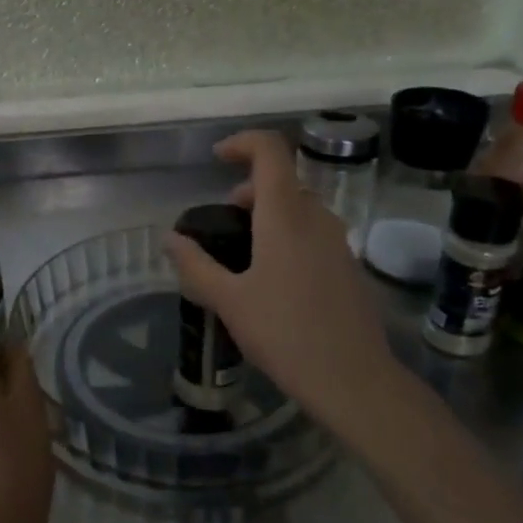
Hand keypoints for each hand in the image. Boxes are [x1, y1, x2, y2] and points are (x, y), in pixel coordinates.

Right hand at [165, 130, 400, 434]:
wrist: (353, 379)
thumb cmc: (285, 334)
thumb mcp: (229, 301)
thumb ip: (195, 266)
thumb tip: (169, 238)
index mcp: (285, 216)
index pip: (270, 151)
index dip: (242, 143)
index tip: (217, 158)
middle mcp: (317, 218)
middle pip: (283, 180)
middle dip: (249, 189)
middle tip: (222, 223)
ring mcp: (339, 241)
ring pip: (300, 207)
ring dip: (268, 214)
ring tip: (243, 254)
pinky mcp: (348, 265)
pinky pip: (313, 232)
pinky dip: (288, 235)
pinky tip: (272, 279)